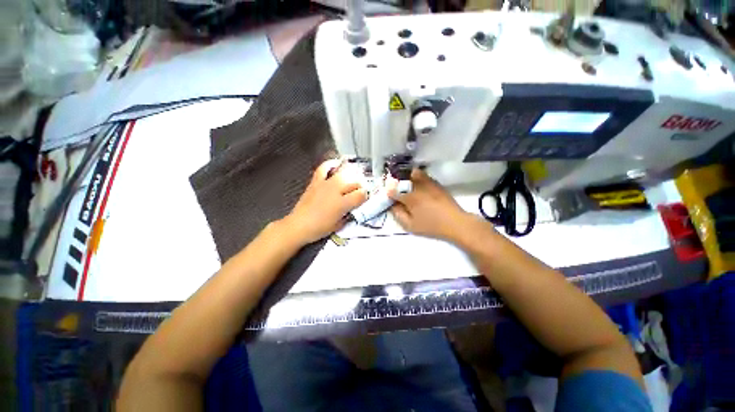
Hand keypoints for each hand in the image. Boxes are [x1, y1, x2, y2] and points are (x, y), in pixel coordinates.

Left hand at [283, 159, 367, 244]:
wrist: (299, 225)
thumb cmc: (319, 228)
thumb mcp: (339, 225)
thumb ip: (349, 214)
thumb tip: (353, 207)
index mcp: (342, 203)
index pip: (361, 194)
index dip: (365, 196)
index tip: (364, 199)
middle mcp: (336, 190)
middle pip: (355, 182)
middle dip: (360, 186)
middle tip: (359, 192)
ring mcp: (325, 184)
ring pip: (343, 174)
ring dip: (351, 176)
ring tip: (352, 180)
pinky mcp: (316, 181)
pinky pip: (324, 168)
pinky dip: (330, 164)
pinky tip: (336, 164)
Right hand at [389, 169, 476, 241]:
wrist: (454, 222)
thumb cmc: (431, 226)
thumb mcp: (411, 226)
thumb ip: (399, 215)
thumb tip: (392, 205)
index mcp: (409, 198)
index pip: (393, 191)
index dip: (389, 193)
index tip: (389, 196)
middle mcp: (417, 187)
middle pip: (402, 179)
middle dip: (396, 182)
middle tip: (396, 189)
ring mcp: (428, 183)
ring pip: (413, 173)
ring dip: (407, 177)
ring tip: (406, 184)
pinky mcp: (435, 183)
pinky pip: (423, 175)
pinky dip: (417, 176)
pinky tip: (417, 184)